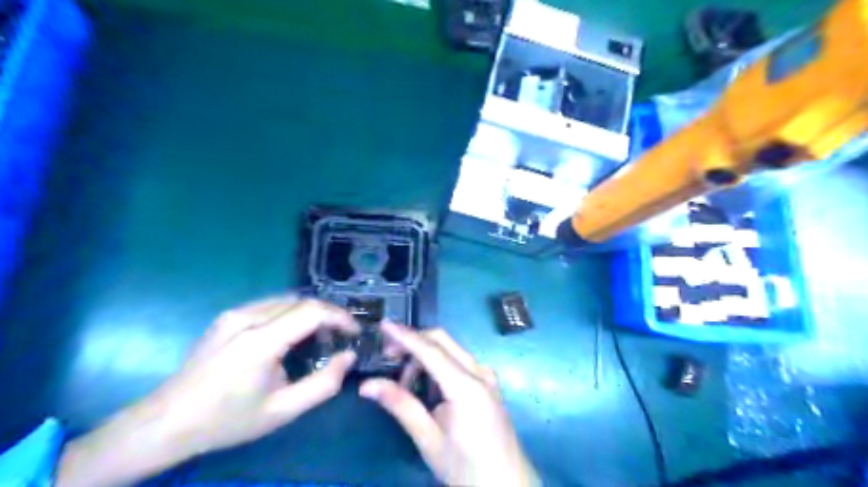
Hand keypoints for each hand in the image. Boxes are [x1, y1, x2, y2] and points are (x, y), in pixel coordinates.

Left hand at [57, 294, 357, 486]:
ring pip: (287, 299)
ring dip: (310, 312)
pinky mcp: (227, 317)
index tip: (354, 331)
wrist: (166, 422)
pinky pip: (270, 304)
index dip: (340, 317)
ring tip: (319, 336)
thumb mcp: (283, 411)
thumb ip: (323, 383)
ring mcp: (234, 314)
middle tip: (340, 336)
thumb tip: (349, 356)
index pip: (312, 311)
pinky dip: (291, 313)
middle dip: (328, 314)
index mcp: (260, 341)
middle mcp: (247, 318)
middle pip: (302, 301)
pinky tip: (291, 335)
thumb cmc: (228, 420)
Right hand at [357, 323, 536, 486]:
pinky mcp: (487, 382)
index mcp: (467, 386)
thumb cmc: (467, 468)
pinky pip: (458, 361)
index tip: (383, 325)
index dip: (405, 336)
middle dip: (413, 342)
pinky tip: (426, 388)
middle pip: (442, 341)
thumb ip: (401, 405)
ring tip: (404, 384)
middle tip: (387, 358)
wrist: (508, 486)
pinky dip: (438, 365)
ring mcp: (486, 375)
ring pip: (450, 349)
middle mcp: (480, 372)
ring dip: (424, 356)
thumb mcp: (429, 439)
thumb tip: (367, 385)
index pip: (430, 350)